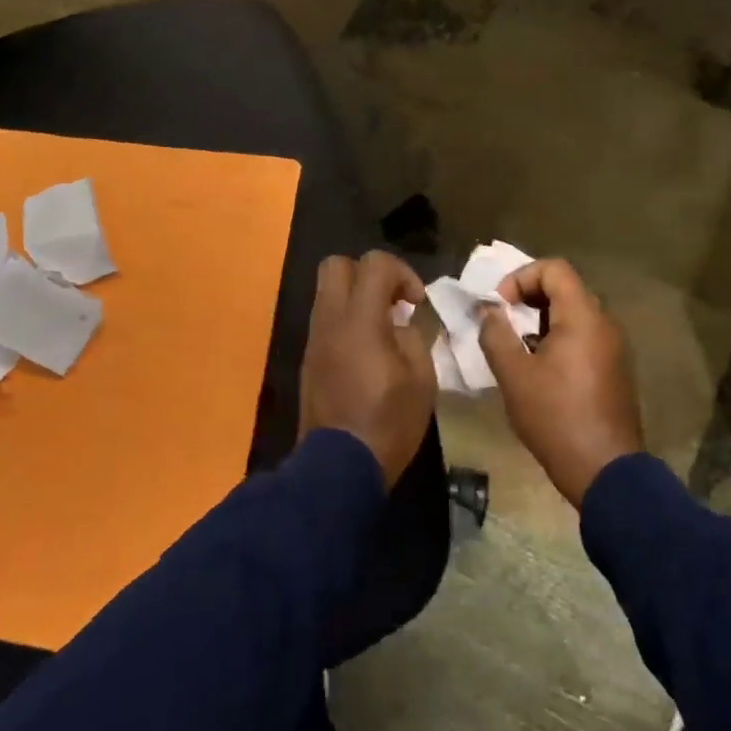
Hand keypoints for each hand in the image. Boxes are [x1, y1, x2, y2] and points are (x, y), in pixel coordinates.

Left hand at [299, 251, 436, 483]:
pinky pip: (325, 319)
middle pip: (336, 265)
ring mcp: (314, 339)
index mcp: (360, 320)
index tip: (416, 302)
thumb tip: (401, 325)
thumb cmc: (388, 422)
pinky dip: (346, 320)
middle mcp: (330, 320)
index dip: (402, 272)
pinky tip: (366, 351)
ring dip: (355, 297)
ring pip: (327, 292)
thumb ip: (413, 339)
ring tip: (382, 328)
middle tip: (392, 302)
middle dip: (368, 273)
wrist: (339, 467)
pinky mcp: (308, 358)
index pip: (374, 263)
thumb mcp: (421, 380)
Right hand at [477, 258, 642, 505]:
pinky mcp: (614, 369)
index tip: (500, 306)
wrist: (604, 470)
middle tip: (503, 324)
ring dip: (541, 321)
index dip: (520, 277)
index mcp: (582, 317)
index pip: (554, 269)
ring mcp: (614, 347)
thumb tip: (488, 310)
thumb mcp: (514, 375)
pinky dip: (558, 339)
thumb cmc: (555, 417)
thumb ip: (496, 334)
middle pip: (565, 288)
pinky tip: (540, 370)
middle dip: (528, 299)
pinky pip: (584, 336)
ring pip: (574, 314)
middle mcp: (604, 323)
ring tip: (517, 349)